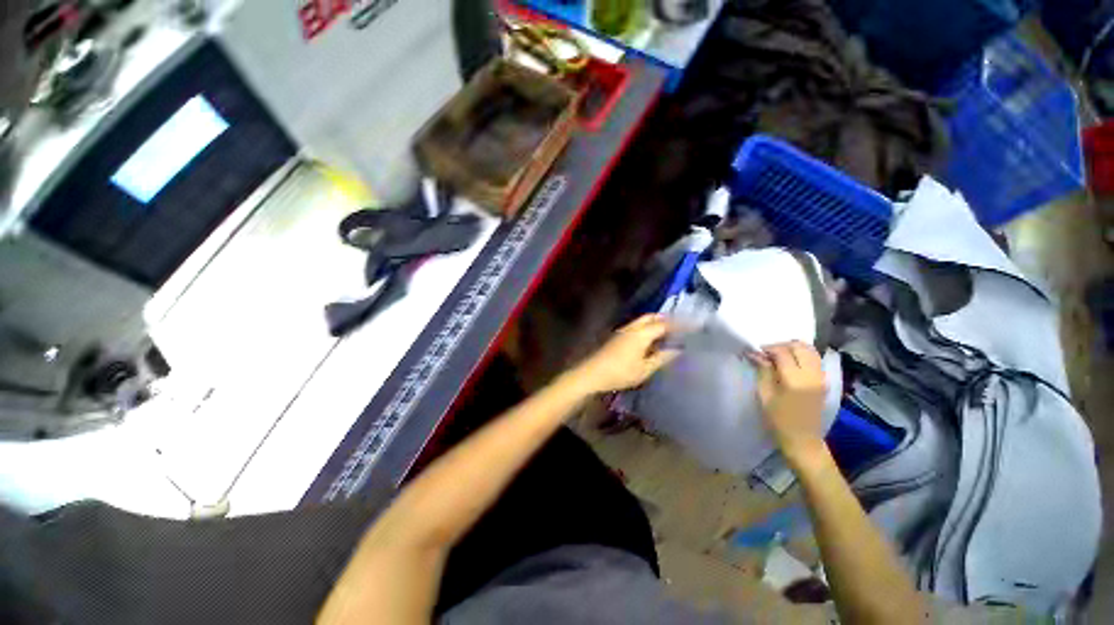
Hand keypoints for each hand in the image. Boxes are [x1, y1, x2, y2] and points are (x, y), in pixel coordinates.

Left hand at [571, 315, 678, 393]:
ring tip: (668, 333)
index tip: (693, 326)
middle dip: (666, 319)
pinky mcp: (617, 337)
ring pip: (642, 321)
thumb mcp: (644, 369)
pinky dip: (647, 328)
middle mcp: (632, 328)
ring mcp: (623, 331)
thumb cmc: (620, 373)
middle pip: (651, 317)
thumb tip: (677, 350)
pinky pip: (636, 327)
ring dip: (655, 323)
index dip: (679, 324)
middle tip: (679, 326)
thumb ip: (661, 358)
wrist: (592, 373)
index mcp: (641, 334)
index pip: (664, 324)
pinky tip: (651, 340)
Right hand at [752, 341, 828, 466]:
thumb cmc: (779, 421)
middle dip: (781, 345)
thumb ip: (763, 371)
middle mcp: (812, 375)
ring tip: (778, 357)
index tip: (755, 352)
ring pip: (810, 350)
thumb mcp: (765, 395)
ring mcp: (821, 377)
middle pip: (800, 346)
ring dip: (793, 349)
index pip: (782, 352)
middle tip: (767, 353)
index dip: (767, 348)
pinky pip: (815, 359)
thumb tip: (755, 354)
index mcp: (795, 379)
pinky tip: (790, 364)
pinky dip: (802, 355)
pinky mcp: (824, 381)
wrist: (803, 441)